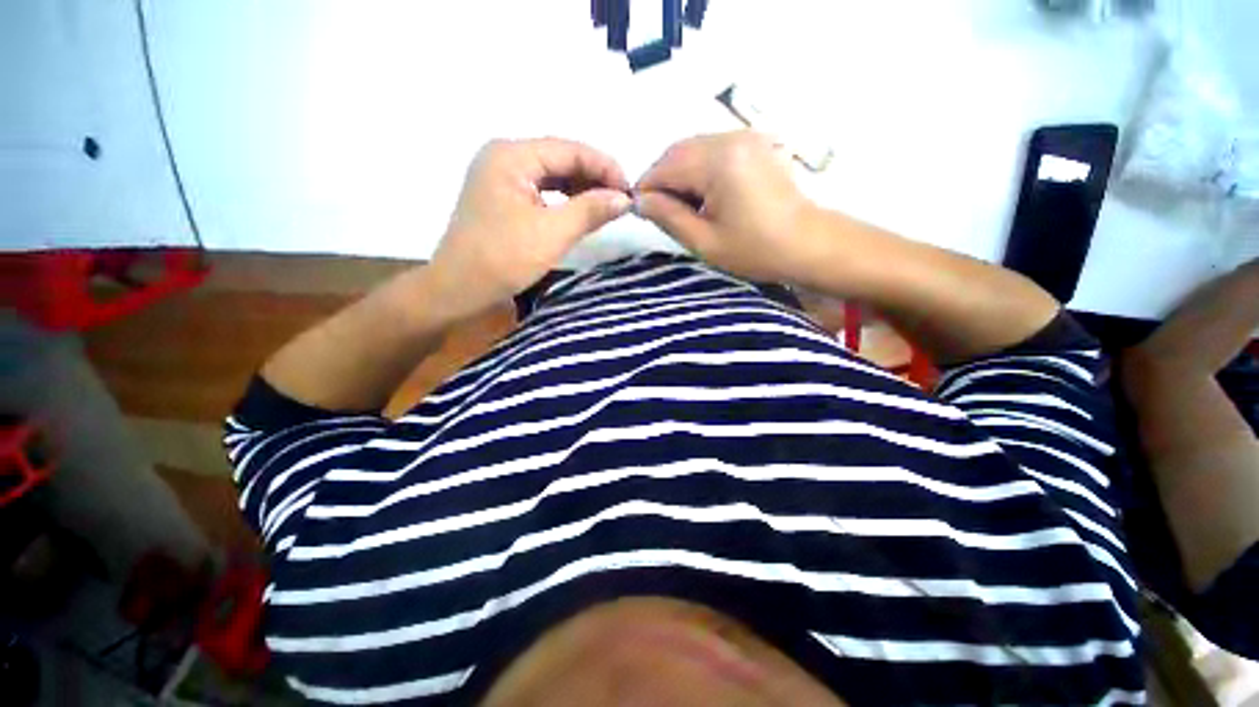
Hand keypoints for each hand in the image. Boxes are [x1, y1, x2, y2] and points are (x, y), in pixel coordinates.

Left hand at [430, 138, 631, 316]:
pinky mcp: (503, 198)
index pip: (569, 149)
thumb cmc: (503, 259)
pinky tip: (581, 211)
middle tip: (621, 201)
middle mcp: (504, 157)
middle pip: (560, 158)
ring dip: (581, 189)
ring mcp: (501, 178)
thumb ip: (590, 210)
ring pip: (552, 175)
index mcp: (511, 156)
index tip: (630, 191)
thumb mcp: (552, 233)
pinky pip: (542, 191)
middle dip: (593, 178)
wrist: (460, 289)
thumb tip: (624, 198)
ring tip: (606, 207)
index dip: (604, 167)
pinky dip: (565, 200)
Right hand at [634, 131, 820, 284]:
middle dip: (662, 180)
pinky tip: (704, 194)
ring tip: (684, 207)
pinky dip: (699, 169)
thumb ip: (668, 217)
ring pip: (693, 148)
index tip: (640, 212)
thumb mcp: (704, 241)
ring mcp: (745, 136)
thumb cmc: (755, 249)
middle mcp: (730, 138)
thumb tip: (639, 201)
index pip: (665, 167)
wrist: (807, 244)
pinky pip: (712, 149)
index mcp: (718, 162)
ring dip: (680, 174)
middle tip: (661, 212)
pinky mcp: (754, 143)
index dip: (646, 188)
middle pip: (678, 151)